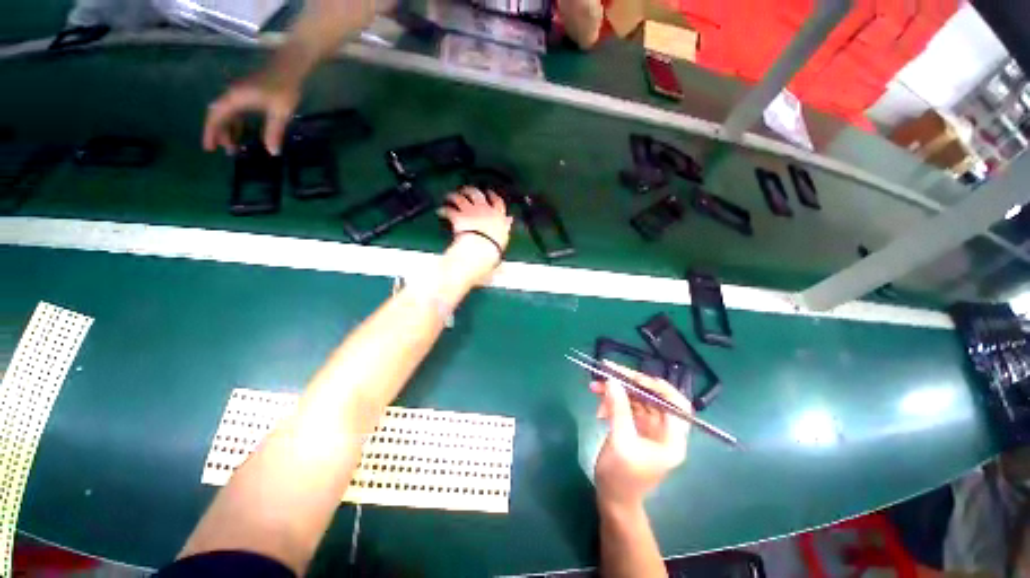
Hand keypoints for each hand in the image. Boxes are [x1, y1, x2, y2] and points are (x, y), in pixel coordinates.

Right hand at [203, 74, 300, 155]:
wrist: (288, 68)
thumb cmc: (283, 89)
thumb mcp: (279, 113)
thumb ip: (274, 132)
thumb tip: (272, 152)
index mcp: (234, 99)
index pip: (216, 117)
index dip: (211, 133)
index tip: (209, 148)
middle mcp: (232, 96)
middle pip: (219, 116)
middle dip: (219, 134)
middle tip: (225, 152)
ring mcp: (239, 95)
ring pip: (228, 115)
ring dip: (229, 130)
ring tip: (234, 148)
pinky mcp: (247, 95)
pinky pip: (237, 112)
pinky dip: (237, 124)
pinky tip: (243, 135)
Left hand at [438, 187, 513, 285]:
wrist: (481, 251)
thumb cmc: (494, 251)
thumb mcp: (503, 243)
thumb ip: (505, 232)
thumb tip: (509, 227)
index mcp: (499, 217)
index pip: (498, 203)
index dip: (493, 196)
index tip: (489, 193)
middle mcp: (485, 211)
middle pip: (478, 195)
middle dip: (471, 191)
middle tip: (466, 191)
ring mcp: (471, 212)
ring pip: (462, 198)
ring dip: (455, 196)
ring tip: (450, 196)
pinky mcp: (458, 216)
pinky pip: (450, 210)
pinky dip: (444, 209)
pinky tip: (440, 211)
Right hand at [592, 363, 690, 510]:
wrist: (612, 499)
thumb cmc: (621, 477)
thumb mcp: (620, 441)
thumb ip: (618, 409)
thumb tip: (612, 380)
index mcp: (672, 439)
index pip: (675, 405)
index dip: (658, 388)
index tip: (634, 378)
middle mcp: (664, 430)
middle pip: (652, 397)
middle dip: (629, 384)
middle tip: (607, 372)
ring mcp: (650, 428)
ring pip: (637, 399)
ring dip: (616, 391)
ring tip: (594, 387)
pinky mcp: (636, 427)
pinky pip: (627, 406)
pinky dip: (613, 401)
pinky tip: (599, 407)